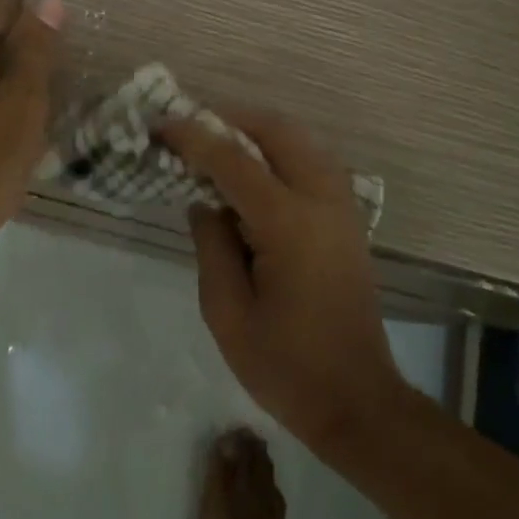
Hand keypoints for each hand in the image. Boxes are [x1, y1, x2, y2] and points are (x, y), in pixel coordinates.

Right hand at [162, 112, 406, 450]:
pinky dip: (280, 149)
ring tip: (216, 141)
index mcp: (288, 223)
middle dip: (231, 118)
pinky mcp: (348, 218)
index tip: (160, 125)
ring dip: (257, 130)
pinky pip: (312, 160)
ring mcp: (341, 205)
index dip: (194, 137)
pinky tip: (253, 169)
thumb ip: (211, 245)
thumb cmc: (286, 366)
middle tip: (191, 126)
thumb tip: (203, 201)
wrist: (358, 400)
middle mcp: (321, 199)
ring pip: (300, 139)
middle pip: (277, 130)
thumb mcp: (227, 313)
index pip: (233, 160)